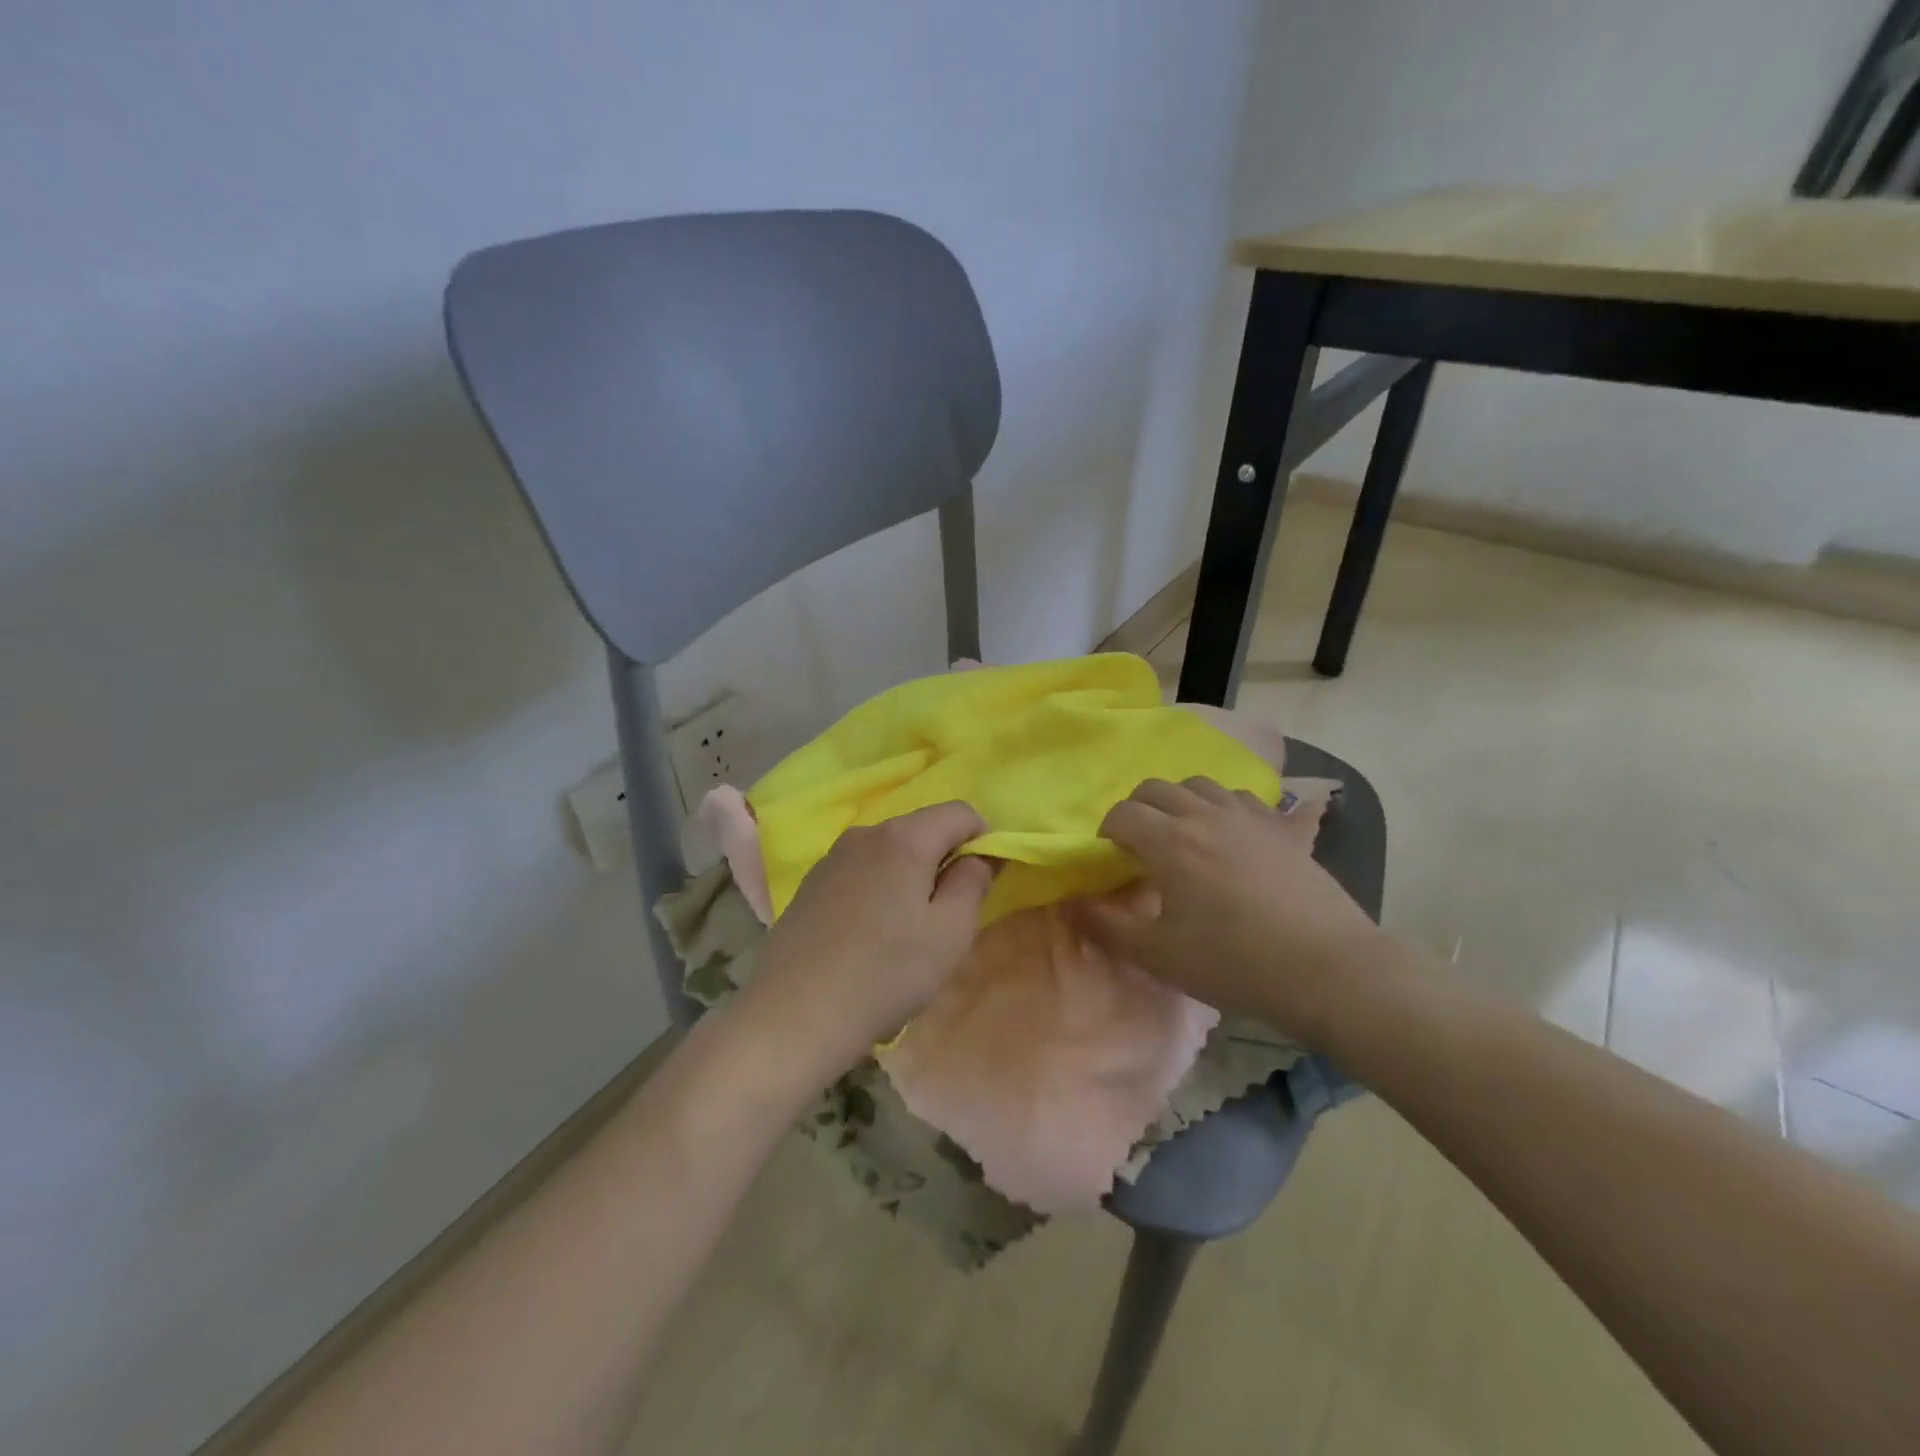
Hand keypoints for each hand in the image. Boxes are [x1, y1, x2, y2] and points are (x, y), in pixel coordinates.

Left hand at [738, 802, 994, 1079]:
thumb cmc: (887, 972)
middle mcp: (865, 834)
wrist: (795, 1014)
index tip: (987, 878)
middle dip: (945, 858)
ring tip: (908, 928)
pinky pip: (860, 872)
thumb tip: (978, 854)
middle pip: (921, 829)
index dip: (983, 837)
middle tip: (950, 911)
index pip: (959, 811)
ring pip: (889, 852)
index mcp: (904, 838)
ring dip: (910, 875)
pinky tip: (870, 935)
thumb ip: (973, 881)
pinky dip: (878, 889)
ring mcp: (831, 858)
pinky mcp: (810, 885)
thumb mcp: (951, 932)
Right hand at [1075, 777, 1384, 1047]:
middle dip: (1137, 808)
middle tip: (1139, 843)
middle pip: (1157, 788)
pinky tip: (1232, 833)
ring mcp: (1250, 817)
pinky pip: (1245, 799)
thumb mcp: (1159, 955)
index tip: (1110, 857)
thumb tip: (1071, 904)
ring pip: (1202, 785)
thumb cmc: (1234, 962)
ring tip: (1183, 833)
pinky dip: (1225, 807)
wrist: (1327, 969)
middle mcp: (1206, 815)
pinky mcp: (1284, 829)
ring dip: (1180, 801)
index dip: (1107, 831)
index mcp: (1170, 841)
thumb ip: (1107, 926)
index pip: (1123, 813)